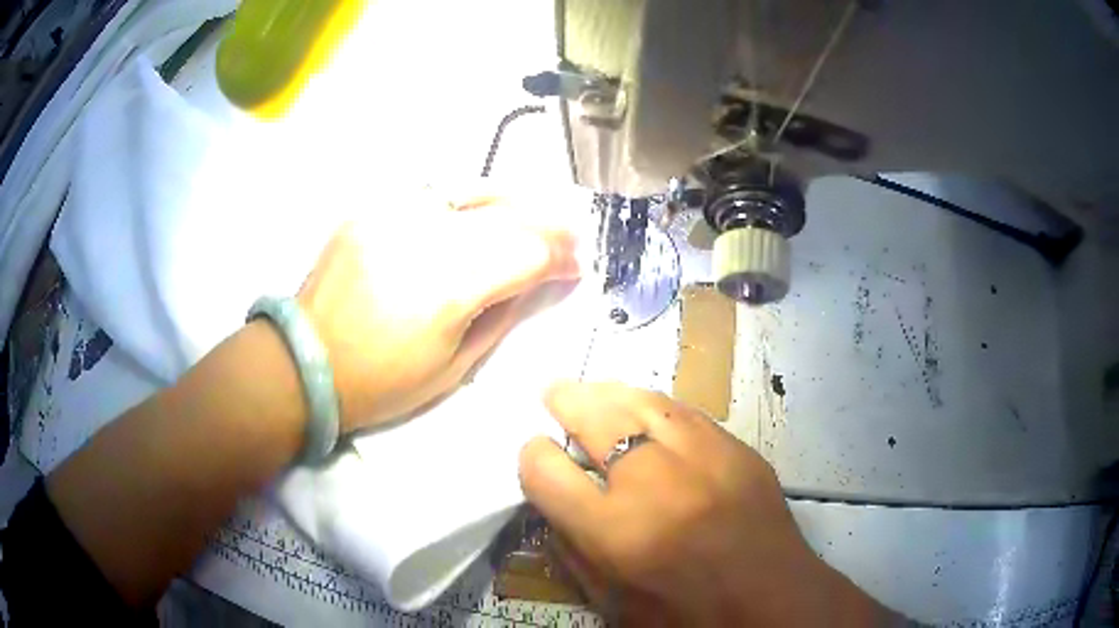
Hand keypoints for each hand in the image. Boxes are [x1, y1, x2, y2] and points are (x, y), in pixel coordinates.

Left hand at [297, 197, 579, 431]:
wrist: (306, 362)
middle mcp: (424, 238)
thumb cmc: (382, 382)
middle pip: (507, 215)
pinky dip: (466, 202)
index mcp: (447, 289)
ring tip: (530, 218)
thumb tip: (544, 280)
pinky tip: (477, 214)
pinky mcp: (371, 209)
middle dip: (547, 225)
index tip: (575, 266)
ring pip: (473, 191)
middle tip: (566, 238)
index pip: (527, 253)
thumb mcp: (455, 366)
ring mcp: (392, 216)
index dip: (559, 257)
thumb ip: (505, 314)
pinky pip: (433, 194)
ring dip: (511, 204)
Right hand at [519, 382, 890, 626]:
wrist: (771, 599)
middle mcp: (654, 483)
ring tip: (594, 390)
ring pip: (641, 402)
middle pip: (594, 418)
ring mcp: (701, 458)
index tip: (536, 453)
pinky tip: (646, 407)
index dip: (532, 457)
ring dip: (609, 392)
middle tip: (553, 393)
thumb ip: (574, 552)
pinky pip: (684, 412)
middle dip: (565, 401)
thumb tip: (554, 503)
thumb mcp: (611, 601)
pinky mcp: (736, 449)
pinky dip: (654, 405)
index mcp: (615, 531)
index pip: (546, 472)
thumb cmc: (685, 613)